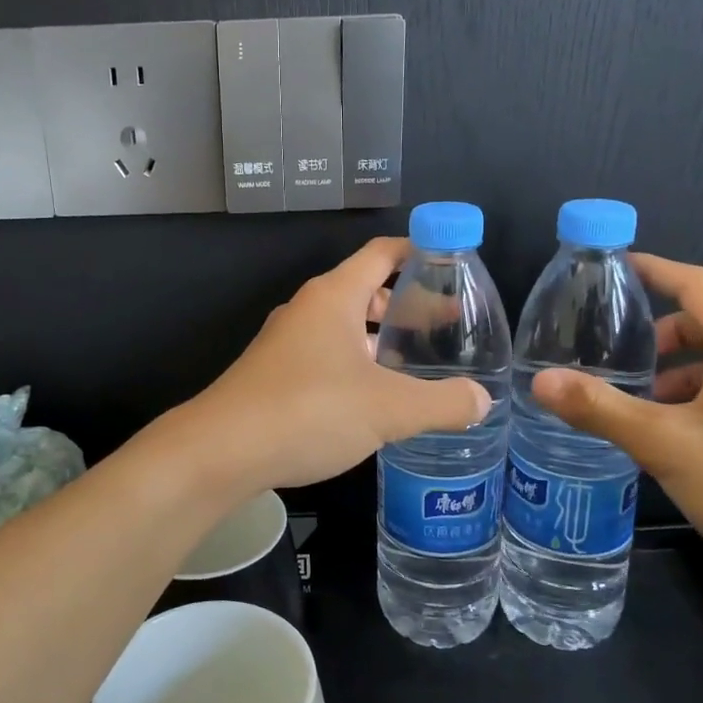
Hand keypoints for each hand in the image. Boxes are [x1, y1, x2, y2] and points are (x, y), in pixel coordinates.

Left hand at [187, 237, 491, 491]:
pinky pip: (325, 358)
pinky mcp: (273, 375)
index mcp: (334, 297)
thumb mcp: (388, 409)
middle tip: (446, 329)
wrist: (221, 450)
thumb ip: (441, 402)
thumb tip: (481, 399)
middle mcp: (307, 310)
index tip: (452, 264)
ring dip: (380, 342)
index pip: (382, 253)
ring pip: (344, 330)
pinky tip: (373, 401)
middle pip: (365, 292)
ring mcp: (285, 343)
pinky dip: (355, 367)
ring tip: (418, 366)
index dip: (418, 251)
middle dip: (406, 306)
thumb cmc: (309, 411)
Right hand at [530, 255, 702, 600]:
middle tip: (618, 364)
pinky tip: (683, 441)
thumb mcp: (664, 445)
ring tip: (643, 411)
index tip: (615, 268)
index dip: (654, 270)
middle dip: (660, 337)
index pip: (697, 284)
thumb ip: (600, 408)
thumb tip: (540, 381)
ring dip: (681, 374)